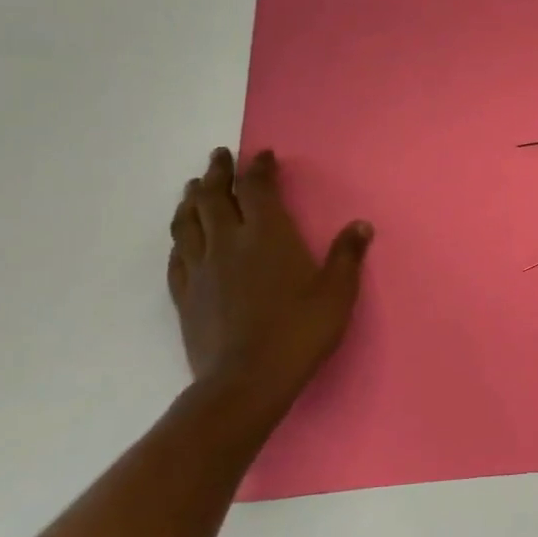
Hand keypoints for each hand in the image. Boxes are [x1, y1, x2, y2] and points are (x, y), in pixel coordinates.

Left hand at [167, 147, 372, 420]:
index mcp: (268, 235)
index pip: (258, 188)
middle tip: (218, 157)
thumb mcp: (337, 292)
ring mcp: (202, 269)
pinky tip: (181, 239)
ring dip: (191, 200)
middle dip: (218, 173)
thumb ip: (347, 255)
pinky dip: (179, 239)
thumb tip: (360, 225)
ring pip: (188, 223)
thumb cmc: (299, 331)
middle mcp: (229, 243)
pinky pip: (177, 258)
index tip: (262, 155)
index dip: (259, 168)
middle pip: (215, 197)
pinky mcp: (186, 296)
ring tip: (194, 187)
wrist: (246, 381)